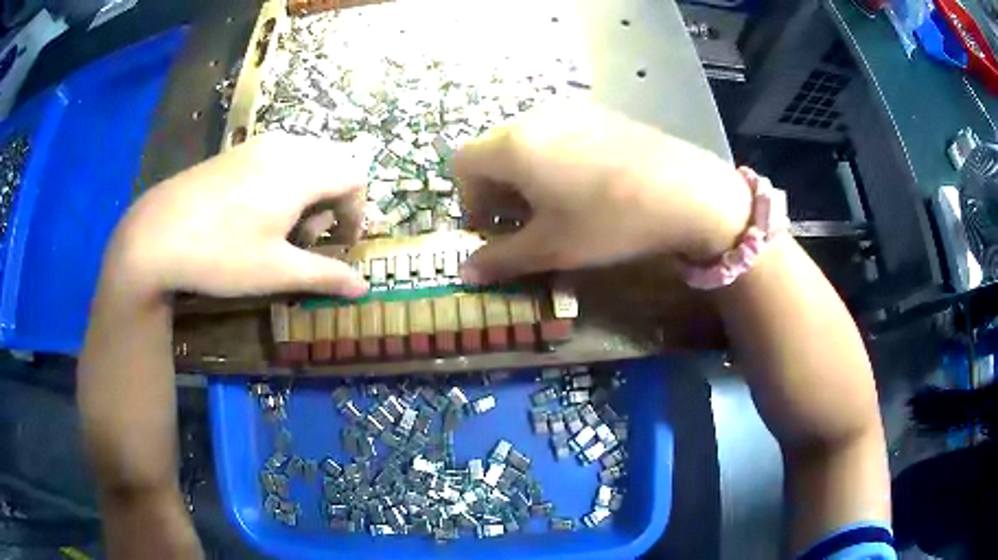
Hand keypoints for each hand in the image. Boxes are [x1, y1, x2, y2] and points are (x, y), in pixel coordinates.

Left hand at [106, 133, 369, 298]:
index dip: (357, 212)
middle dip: (333, 200)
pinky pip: (279, 156)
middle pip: (333, 162)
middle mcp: (285, 146)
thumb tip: (364, 289)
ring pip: (306, 157)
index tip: (340, 245)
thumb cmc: (221, 254)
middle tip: (309, 237)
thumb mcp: (276, 272)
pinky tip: (257, 211)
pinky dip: (286, 180)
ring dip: (310, 190)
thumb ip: (325, 275)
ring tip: (283, 226)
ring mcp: (258, 144)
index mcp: (302, 171)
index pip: (354, 177)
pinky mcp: (237, 150)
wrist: (155, 234)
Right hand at [455, 103, 751, 283]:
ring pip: (525, 141)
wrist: (685, 191)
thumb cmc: (608, 221)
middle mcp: (534, 118)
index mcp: (512, 146)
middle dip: (496, 188)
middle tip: (524, 222)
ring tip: (556, 203)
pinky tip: (586, 184)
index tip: (494, 227)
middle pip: (492, 150)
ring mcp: (569, 111)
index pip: (462, 164)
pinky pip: (557, 133)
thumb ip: (500, 259)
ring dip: (524, 173)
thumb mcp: (551, 247)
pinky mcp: (598, 113)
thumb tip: (464, 273)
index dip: (468, 199)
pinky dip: (552, 158)